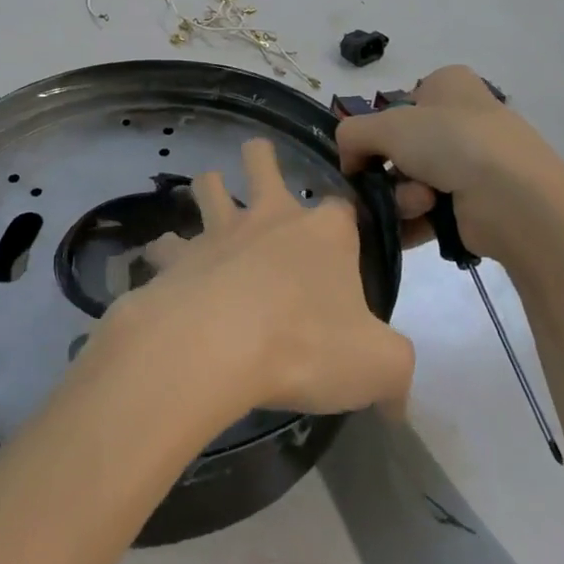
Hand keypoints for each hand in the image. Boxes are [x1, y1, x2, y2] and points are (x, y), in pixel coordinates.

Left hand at [102, 138, 415, 420]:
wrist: (217, 342)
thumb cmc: (307, 343)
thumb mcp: (378, 366)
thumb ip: (396, 374)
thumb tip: (399, 404)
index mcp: (324, 232)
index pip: (344, 207)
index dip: (347, 222)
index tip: (348, 242)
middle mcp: (270, 217)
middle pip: (262, 160)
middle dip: (260, 159)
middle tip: (260, 171)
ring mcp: (219, 231)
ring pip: (208, 185)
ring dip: (209, 190)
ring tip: (210, 201)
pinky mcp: (178, 256)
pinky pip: (165, 246)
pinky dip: (164, 254)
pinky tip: (164, 271)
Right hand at [334, 65, 563, 266]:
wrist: (517, 200)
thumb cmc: (452, 142)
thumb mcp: (387, 125)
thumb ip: (352, 134)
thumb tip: (349, 161)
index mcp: (449, 85)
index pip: (399, 104)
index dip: (379, 127)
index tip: (364, 150)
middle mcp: (464, 118)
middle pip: (403, 147)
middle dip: (389, 170)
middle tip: (388, 182)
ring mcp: (475, 162)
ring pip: (413, 180)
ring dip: (403, 196)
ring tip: (420, 204)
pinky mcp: (480, 203)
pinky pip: (432, 210)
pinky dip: (417, 218)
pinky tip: (419, 224)